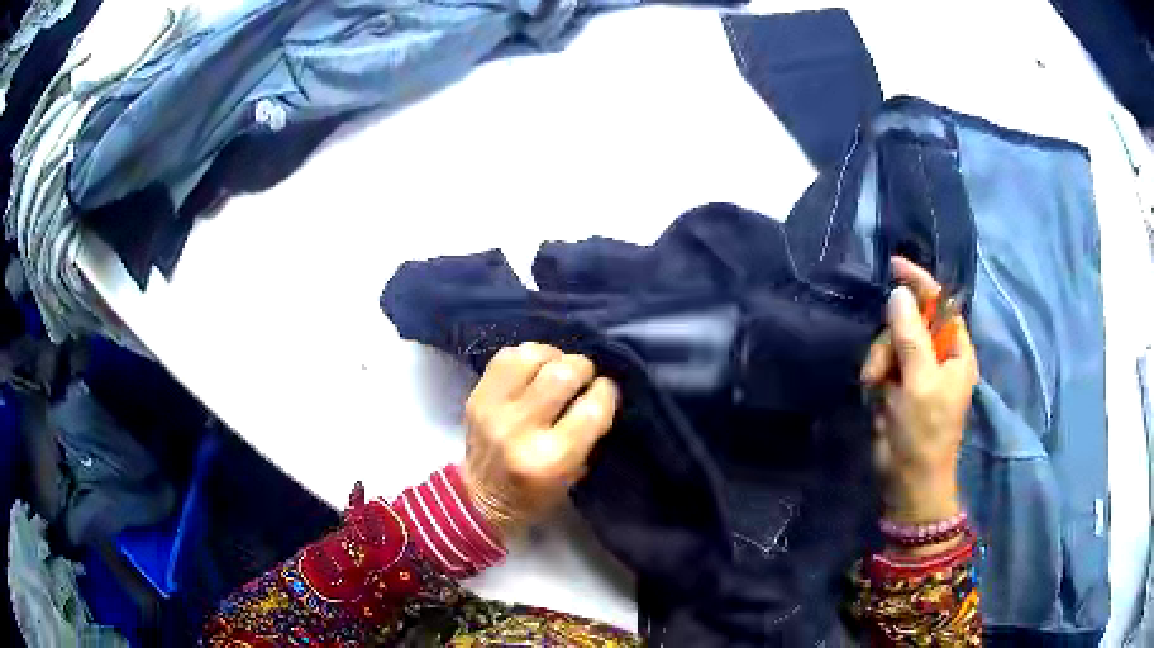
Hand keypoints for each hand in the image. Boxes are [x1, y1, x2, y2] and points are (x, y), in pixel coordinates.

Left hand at [460, 342, 619, 539]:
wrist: (478, 498)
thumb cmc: (535, 495)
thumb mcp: (574, 476)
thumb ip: (589, 434)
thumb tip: (600, 391)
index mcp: (551, 459)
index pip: (592, 408)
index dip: (606, 392)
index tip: (605, 391)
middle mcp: (521, 430)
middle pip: (563, 374)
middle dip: (582, 369)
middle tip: (583, 377)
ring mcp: (493, 409)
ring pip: (533, 356)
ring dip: (553, 357)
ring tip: (557, 368)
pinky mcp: (476, 397)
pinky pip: (506, 357)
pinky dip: (526, 357)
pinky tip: (533, 369)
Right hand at [861, 257, 978, 524]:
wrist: (907, 481)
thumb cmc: (925, 433)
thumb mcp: (920, 383)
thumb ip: (911, 337)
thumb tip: (899, 294)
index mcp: (957, 353)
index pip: (942, 305)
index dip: (921, 283)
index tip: (894, 266)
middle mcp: (939, 357)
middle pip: (910, 323)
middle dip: (891, 339)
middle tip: (880, 367)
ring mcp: (917, 373)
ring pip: (891, 343)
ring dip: (879, 361)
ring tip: (875, 387)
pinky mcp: (898, 387)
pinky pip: (882, 364)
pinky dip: (875, 376)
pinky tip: (875, 396)